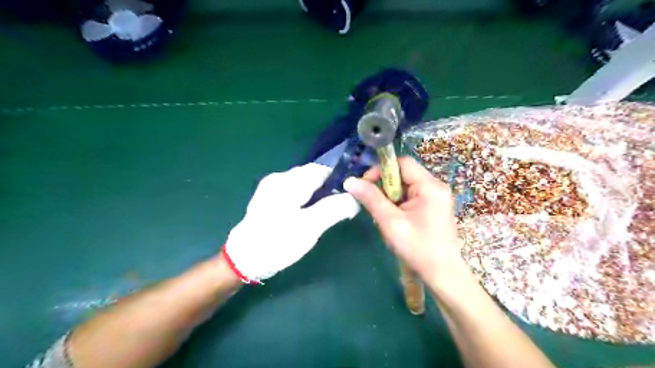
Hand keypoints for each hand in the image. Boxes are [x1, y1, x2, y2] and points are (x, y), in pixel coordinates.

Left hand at [226, 162, 357, 283]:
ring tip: (324, 213)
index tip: (350, 196)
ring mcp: (270, 187)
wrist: (243, 260)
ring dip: (317, 194)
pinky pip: (293, 191)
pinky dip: (305, 198)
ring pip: (303, 184)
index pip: (322, 170)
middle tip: (338, 208)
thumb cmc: (277, 242)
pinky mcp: (267, 198)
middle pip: (312, 175)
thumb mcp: (310, 227)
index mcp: (289, 181)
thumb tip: (355, 199)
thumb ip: (334, 209)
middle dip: (328, 188)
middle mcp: (279, 178)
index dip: (339, 180)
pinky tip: (306, 214)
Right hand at [344, 157, 468, 286]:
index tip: (365, 185)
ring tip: (382, 213)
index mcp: (430, 186)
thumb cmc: (418, 248)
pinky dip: (398, 203)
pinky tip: (393, 218)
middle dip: (384, 185)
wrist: (443, 274)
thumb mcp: (391, 222)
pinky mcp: (433, 207)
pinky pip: (411, 196)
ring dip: (390, 196)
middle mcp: (435, 187)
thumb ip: (371, 199)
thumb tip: (349, 181)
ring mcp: (436, 197)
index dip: (381, 170)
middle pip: (404, 174)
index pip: (402, 163)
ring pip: (406, 186)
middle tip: (371, 202)